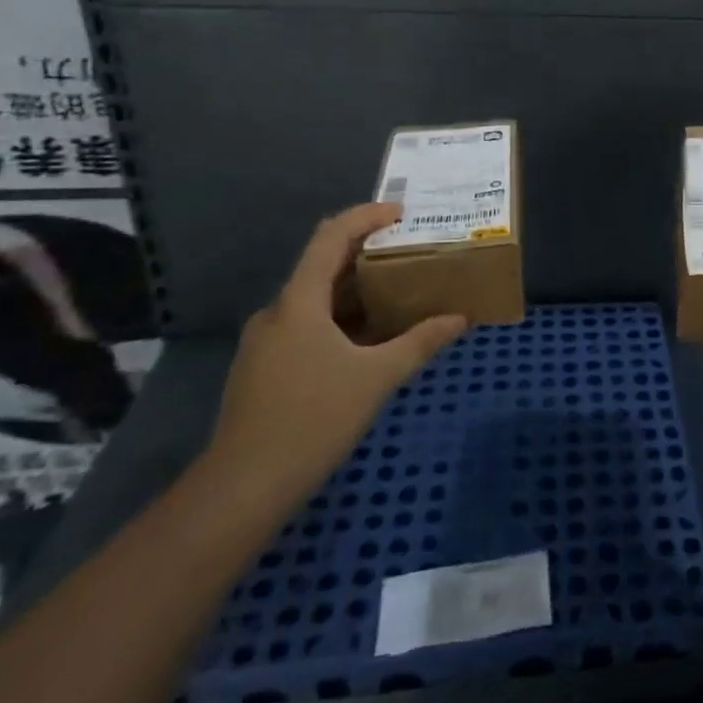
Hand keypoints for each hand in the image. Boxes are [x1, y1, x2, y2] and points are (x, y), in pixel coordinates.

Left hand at [204, 203, 467, 508]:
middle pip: (322, 266)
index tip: (401, 214)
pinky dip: (339, 320)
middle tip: (409, 254)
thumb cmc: (313, 420)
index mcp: (299, 303)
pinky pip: (306, 326)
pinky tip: (367, 340)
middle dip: (367, 255)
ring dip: (354, 291)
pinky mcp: (263, 369)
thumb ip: (420, 342)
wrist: (242, 489)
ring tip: (396, 295)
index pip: (330, 237)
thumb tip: (460, 319)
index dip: (365, 216)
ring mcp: (265, 343)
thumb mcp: (377, 377)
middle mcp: (276, 313)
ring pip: (315, 300)